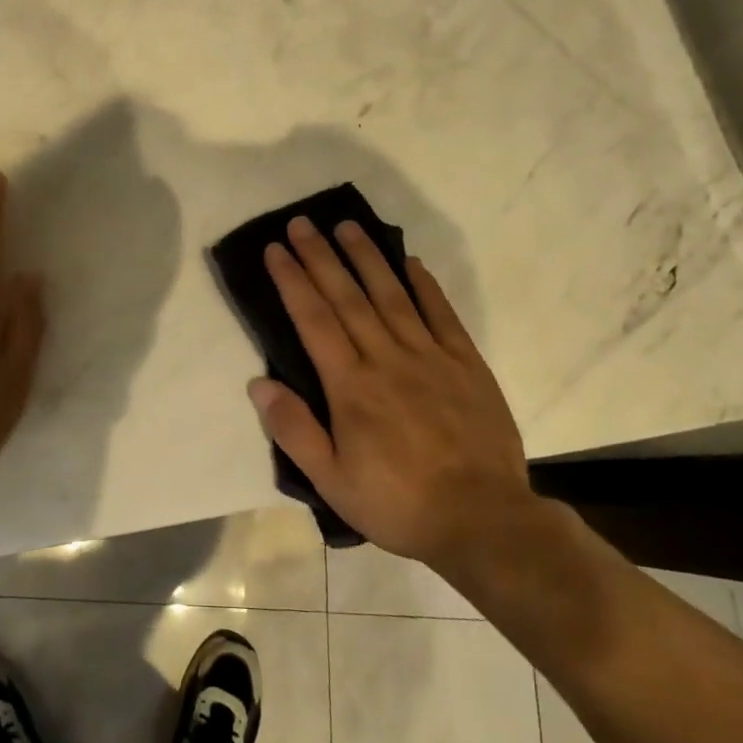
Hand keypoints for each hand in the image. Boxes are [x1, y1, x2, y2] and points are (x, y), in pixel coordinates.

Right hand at [249, 216, 532, 573]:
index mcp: (351, 386)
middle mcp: (387, 359)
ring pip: (392, 295)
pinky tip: (410, 262)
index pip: (313, 320)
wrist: (483, 521)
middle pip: (347, 297)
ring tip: (347, 225)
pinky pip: (442, 314)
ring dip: (367, 257)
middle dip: (321, 256)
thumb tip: (259, 383)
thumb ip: (294, 430)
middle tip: (302, 222)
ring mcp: (430, 357)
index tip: (276, 249)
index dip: (292, 281)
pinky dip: (424, 285)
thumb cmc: (398, 503)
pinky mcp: (466, 364)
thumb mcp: (332, 481)